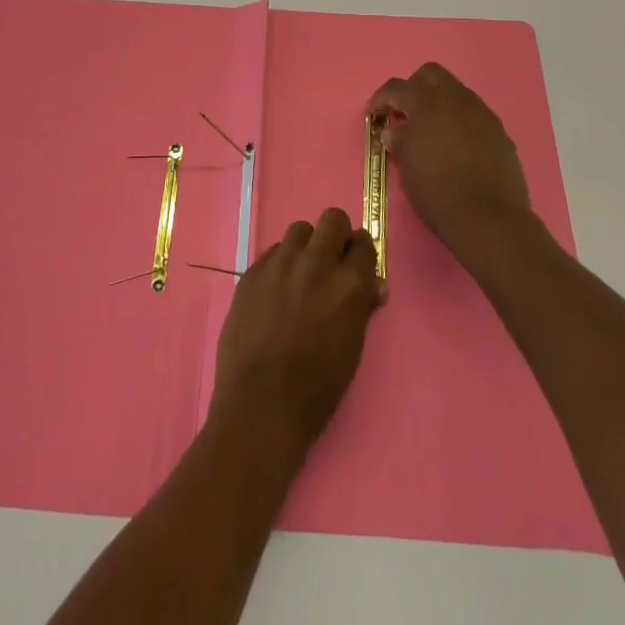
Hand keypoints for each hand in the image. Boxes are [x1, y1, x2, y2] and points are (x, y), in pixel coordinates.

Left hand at [211, 208, 382, 456]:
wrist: (261, 404)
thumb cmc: (318, 387)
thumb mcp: (352, 347)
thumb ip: (362, 306)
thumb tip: (372, 285)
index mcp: (350, 283)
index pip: (364, 242)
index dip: (360, 253)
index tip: (355, 264)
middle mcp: (317, 262)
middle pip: (332, 219)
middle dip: (335, 236)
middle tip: (330, 262)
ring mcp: (281, 263)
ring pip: (299, 230)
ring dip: (305, 247)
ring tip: (300, 275)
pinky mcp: (253, 270)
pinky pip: (273, 252)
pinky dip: (280, 265)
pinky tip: (275, 292)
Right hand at [368, 63, 532, 255]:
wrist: (488, 218)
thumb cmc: (437, 192)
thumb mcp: (406, 166)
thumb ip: (399, 140)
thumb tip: (395, 130)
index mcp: (427, 104)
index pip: (397, 87)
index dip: (381, 98)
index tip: (375, 114)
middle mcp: (456, 100)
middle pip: (431, 74)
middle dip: (414, 88)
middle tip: (406, 113)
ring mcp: (482, 114)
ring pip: (456, 93)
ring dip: (440, 104)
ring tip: (432, 132)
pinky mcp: (499, 132)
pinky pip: (475, 115)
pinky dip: (460, 122)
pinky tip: (457, 147)